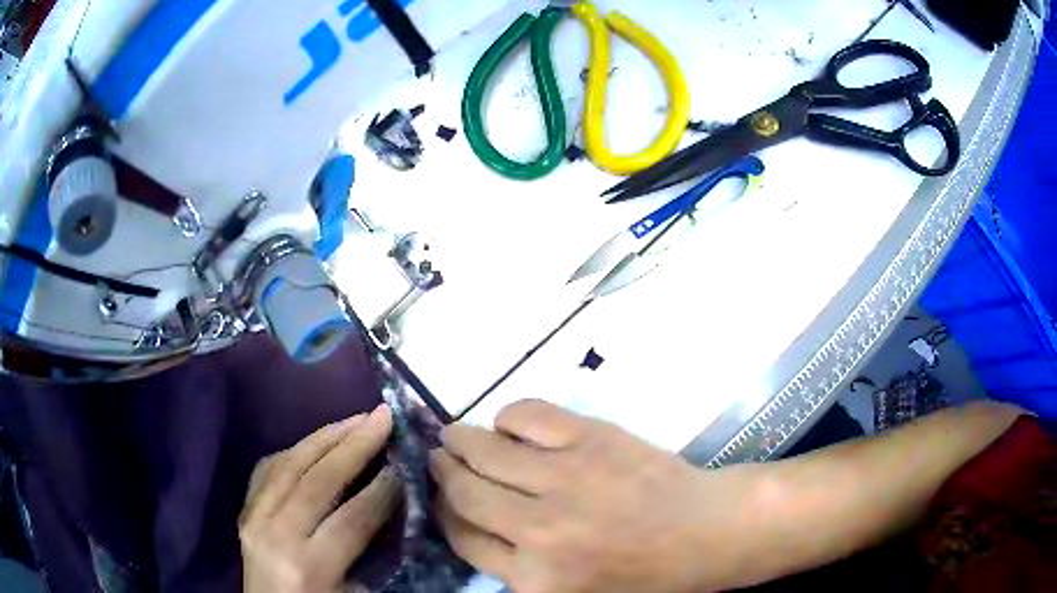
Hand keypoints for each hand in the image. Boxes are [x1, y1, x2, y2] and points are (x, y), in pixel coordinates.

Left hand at [239, 405, 397, 592]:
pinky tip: (317, 439)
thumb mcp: (354, 592)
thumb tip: (392, 504)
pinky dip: (297, 449)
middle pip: (317, 481)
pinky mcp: (244, 510)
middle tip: (383, 416)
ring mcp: (253, 518)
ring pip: (289, 464)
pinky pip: (269, 468)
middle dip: (355, 445)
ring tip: (357, 418)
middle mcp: (275, 535)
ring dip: (326, 436)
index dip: (381, 489)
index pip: (351, 519)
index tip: (405, 461)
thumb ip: (371, 550)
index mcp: (308, 566)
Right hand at [430, 400, 757, 592]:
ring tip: (453, 436)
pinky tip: (507, 423)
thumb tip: (473, 526)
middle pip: (465, 493)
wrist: (706, 533)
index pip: (463, 538)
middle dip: (442, 473)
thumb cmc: (643, 574)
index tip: (441, 499)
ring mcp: (565, 479)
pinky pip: (528, 415)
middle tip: (437, 460)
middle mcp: (539, 531)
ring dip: (461, 440)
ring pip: (486, 450)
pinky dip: (508, 415)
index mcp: (534, 579)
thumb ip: (517, 571)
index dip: (445, 514)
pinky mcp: (592, 438)